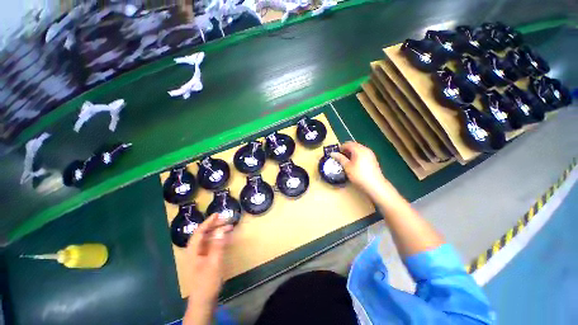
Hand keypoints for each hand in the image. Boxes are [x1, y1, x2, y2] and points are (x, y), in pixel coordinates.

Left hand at [184, 213, 232, 323]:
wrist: (204, 301)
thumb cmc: (207, 281)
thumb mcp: (214, 262)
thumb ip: (217, 245)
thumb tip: (221, 230)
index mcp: (193, 251)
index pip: (200, 232)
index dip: (208, 222)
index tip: (217, 214)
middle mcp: (195, 251)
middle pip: (204, 234)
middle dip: (215, 226)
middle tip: (226, 220)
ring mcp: (200, 256)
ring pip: (208, 239)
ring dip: (218, 232)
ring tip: (229, 227)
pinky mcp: (205, 260)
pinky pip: (211, 245)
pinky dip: (218, 240)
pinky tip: (226, 238)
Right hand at [331, 141, 389, 196]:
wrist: (375, 185)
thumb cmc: (359, 175)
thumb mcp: (347, 167)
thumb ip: (340, 158)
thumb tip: (333, 153)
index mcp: (359, 150)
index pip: (348, 144)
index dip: (341, 147)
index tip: (336, 154)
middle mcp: (365, 149)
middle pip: (354, 145)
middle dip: (346, 149)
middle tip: (340, 157)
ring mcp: (370, 153)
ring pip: (359, 149)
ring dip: (352, 152)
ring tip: (347, 160)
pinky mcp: (373, 159)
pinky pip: (363, 153)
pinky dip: (357, 155)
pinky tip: (355, 163)